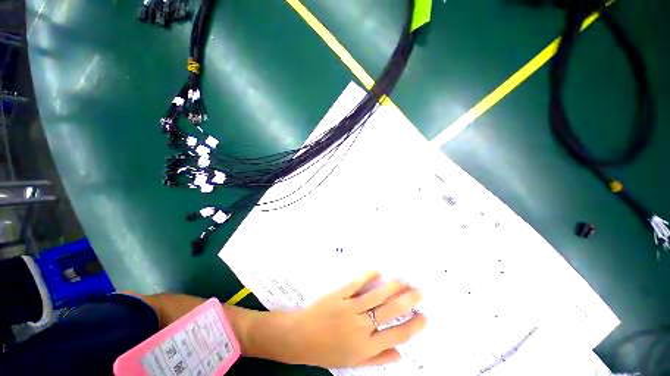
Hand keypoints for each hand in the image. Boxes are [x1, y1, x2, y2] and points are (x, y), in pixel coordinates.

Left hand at [285, 271, 425, 367]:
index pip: (397, 335)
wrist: (300, 337)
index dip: (413, 326)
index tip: (424, 317)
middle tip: (420, 291)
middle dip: (408, 301)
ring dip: (392, 287)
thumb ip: (377, 359)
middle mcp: (361, 327)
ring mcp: (349, 308)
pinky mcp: (338, 294)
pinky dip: (367, 276)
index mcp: (366, 346)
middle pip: (390, 312)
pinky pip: (356, 283)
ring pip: (376, 296)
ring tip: (404, 280)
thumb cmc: (326, 351)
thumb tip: (400, 354)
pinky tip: (377, 271)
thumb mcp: (353, 363)